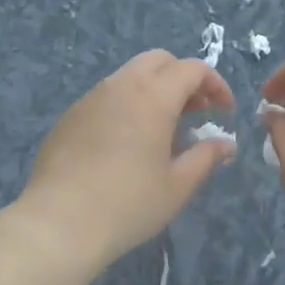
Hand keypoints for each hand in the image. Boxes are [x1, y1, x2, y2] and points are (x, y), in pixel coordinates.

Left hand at [17, 50, 236, 268]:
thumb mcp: (177, 185)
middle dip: (183, 78)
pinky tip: (126, 143)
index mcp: (154, 96)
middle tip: (195, 111)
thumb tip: (225, 144)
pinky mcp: (70, 116)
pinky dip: (127, 105)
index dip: (215, 84)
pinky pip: (106, 96)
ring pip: (130, 75)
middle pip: (160, 60)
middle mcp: (122, 85)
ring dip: (154, 90)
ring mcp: (92, 97)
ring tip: (162, 129)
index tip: (224, 111)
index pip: (193, 69)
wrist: (58, 224)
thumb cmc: (128, 204)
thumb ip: (205, 157)